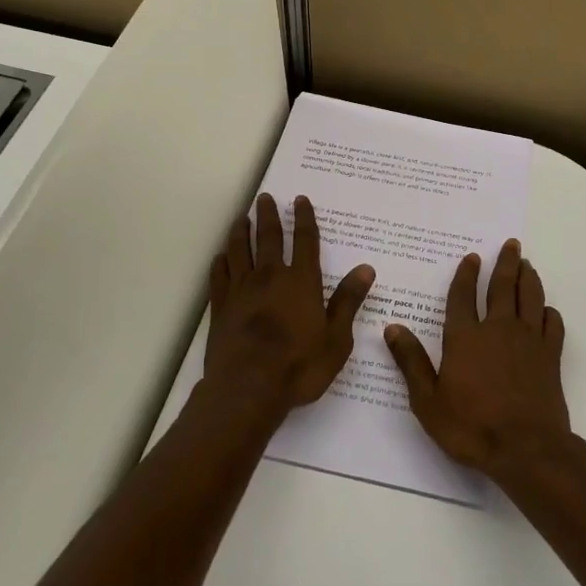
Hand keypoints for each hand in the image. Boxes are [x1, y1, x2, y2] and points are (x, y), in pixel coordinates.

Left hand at [204, 193, 375, 420]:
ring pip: (239, 250)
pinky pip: (219, 275)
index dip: (304, 218)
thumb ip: (348, 301)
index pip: (305, 241)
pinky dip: (221, 261)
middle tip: (265, 197)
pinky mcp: (221, 306)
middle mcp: (270, 276)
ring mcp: (241, 290)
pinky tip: (221, 256)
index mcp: (301, 281)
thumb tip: (366, 268)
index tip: (300, 200)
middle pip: (268, 237)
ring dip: (240, 231)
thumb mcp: (336, 338)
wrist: (248, 388)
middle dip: (268, 215)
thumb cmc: (299, 366)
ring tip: (241, 218)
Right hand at [383, 239, 570, 481]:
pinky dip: (548, 312)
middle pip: (503, 287)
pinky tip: (546, 309)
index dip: (467, 274)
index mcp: (465, 337)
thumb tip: (391, 328)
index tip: (472, 257)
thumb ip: (411, 361)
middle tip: (511, 244)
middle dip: (506, 263)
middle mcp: (498, 329)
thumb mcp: (428, 400)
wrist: (526, 450)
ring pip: (530, 298)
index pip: (464, 296)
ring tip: (527, 264)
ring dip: (528, 278)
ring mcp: (528, 341)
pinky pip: (552, 325)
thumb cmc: (471, 427)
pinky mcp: (550, 357)